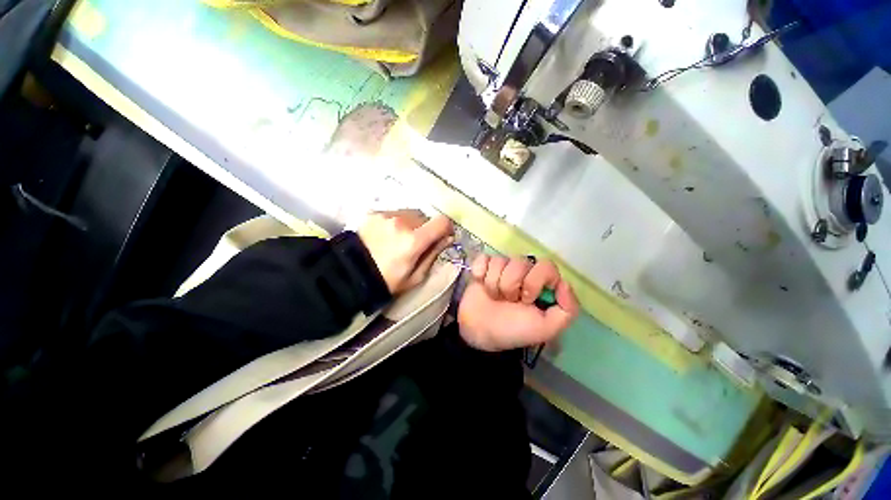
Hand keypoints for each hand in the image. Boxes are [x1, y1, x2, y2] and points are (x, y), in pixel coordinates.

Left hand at [358, 210, 453, 293]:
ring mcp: (387, 215)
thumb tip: (447, 238)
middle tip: (417, 242)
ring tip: (400, 238)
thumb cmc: (386, 280)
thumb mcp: (415, 276)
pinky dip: (397, 222)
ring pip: (410, 213)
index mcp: (414, 240)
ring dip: (411, 223)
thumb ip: (433, 254)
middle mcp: (402, 222)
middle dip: (426, 228)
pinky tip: (387, 235)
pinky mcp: (375, 213)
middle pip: (425, 217)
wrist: (350, 274)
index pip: (442, 221)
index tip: (443, 236)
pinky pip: (395, 213)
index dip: (446, 228)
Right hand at [458, 255, 579, 351]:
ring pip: (499, 261)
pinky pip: (482, 259)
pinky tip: (480, 283)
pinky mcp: (483, 265)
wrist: (481, 332)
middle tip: (508, 301)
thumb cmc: (513, 330)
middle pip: (519, 262)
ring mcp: (502, 266)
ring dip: (493, 284)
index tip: (527, 299)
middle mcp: (523, 270)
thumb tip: (564, 283)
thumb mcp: (546, 328)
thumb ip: (567, 310)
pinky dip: (479, 273)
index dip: (534, 281)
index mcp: (541, 282)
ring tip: (494, 297)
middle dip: (511, 285)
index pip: (546, 266)